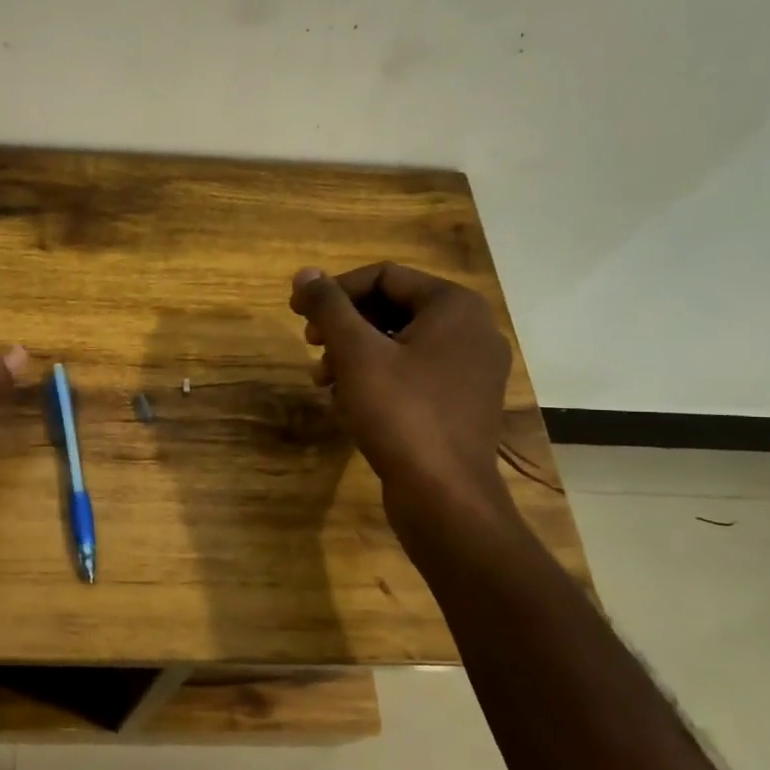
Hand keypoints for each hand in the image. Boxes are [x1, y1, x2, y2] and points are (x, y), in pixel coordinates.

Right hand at [288, 262, 512, 523]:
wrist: (445, 496)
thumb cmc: (401, 413)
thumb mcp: (356, 353)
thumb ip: (329, 307)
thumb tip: (305, 273)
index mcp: (455, 307)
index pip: (384, 277)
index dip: (335, 290)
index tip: (297, 312)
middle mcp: (472, 331)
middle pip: (393, 308)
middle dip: (344, 326)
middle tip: (310, 345)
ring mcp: (471, 370)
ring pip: (400, 344)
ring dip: (354, 354)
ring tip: (322, 380)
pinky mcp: (462, 404)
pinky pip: (413, 375)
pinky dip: (377, 379)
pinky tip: (346, 404)